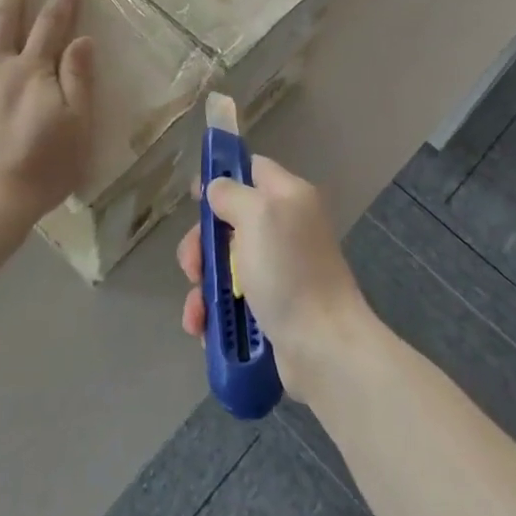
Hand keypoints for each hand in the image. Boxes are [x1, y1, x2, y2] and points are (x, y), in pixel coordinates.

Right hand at [175, 156, 368, 396]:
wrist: (322, 346)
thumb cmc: (289, 271)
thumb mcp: (257, 216)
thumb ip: (232, 194)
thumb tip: (218, 189)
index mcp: (288, 197)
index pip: (253, 169)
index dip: (222, 177)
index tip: (195, 197)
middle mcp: (285, 229)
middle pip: (230, 221)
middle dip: (202, 243)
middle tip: (193, 266)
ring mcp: (279, 271)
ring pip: (225, 265)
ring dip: (203, 284)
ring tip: (197, 308)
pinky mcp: (271, 308)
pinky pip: (232, 301)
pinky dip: (214, 312)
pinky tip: (202, 327)